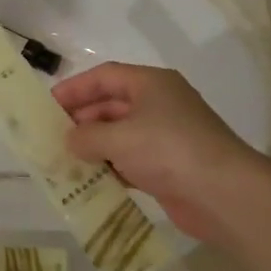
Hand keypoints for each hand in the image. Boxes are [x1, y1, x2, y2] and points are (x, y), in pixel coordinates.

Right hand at [51, 62, 255, 243]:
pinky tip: (89, 180)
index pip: (105, 76)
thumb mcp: (119, 138)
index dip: (74, 88)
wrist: (223, 193)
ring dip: (93, 146)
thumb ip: (86, 136)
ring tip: (63, 160)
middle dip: (81, 120)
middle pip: (111, 105)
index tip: (47, 105)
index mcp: (151, 84)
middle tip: (51, 136)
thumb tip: (70, 140)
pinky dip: (110, 167)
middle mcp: (159, 105)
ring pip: (119, 135)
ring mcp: (165, 136)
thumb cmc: (168, 150)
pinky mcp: (168, 166)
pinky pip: (130, 161)